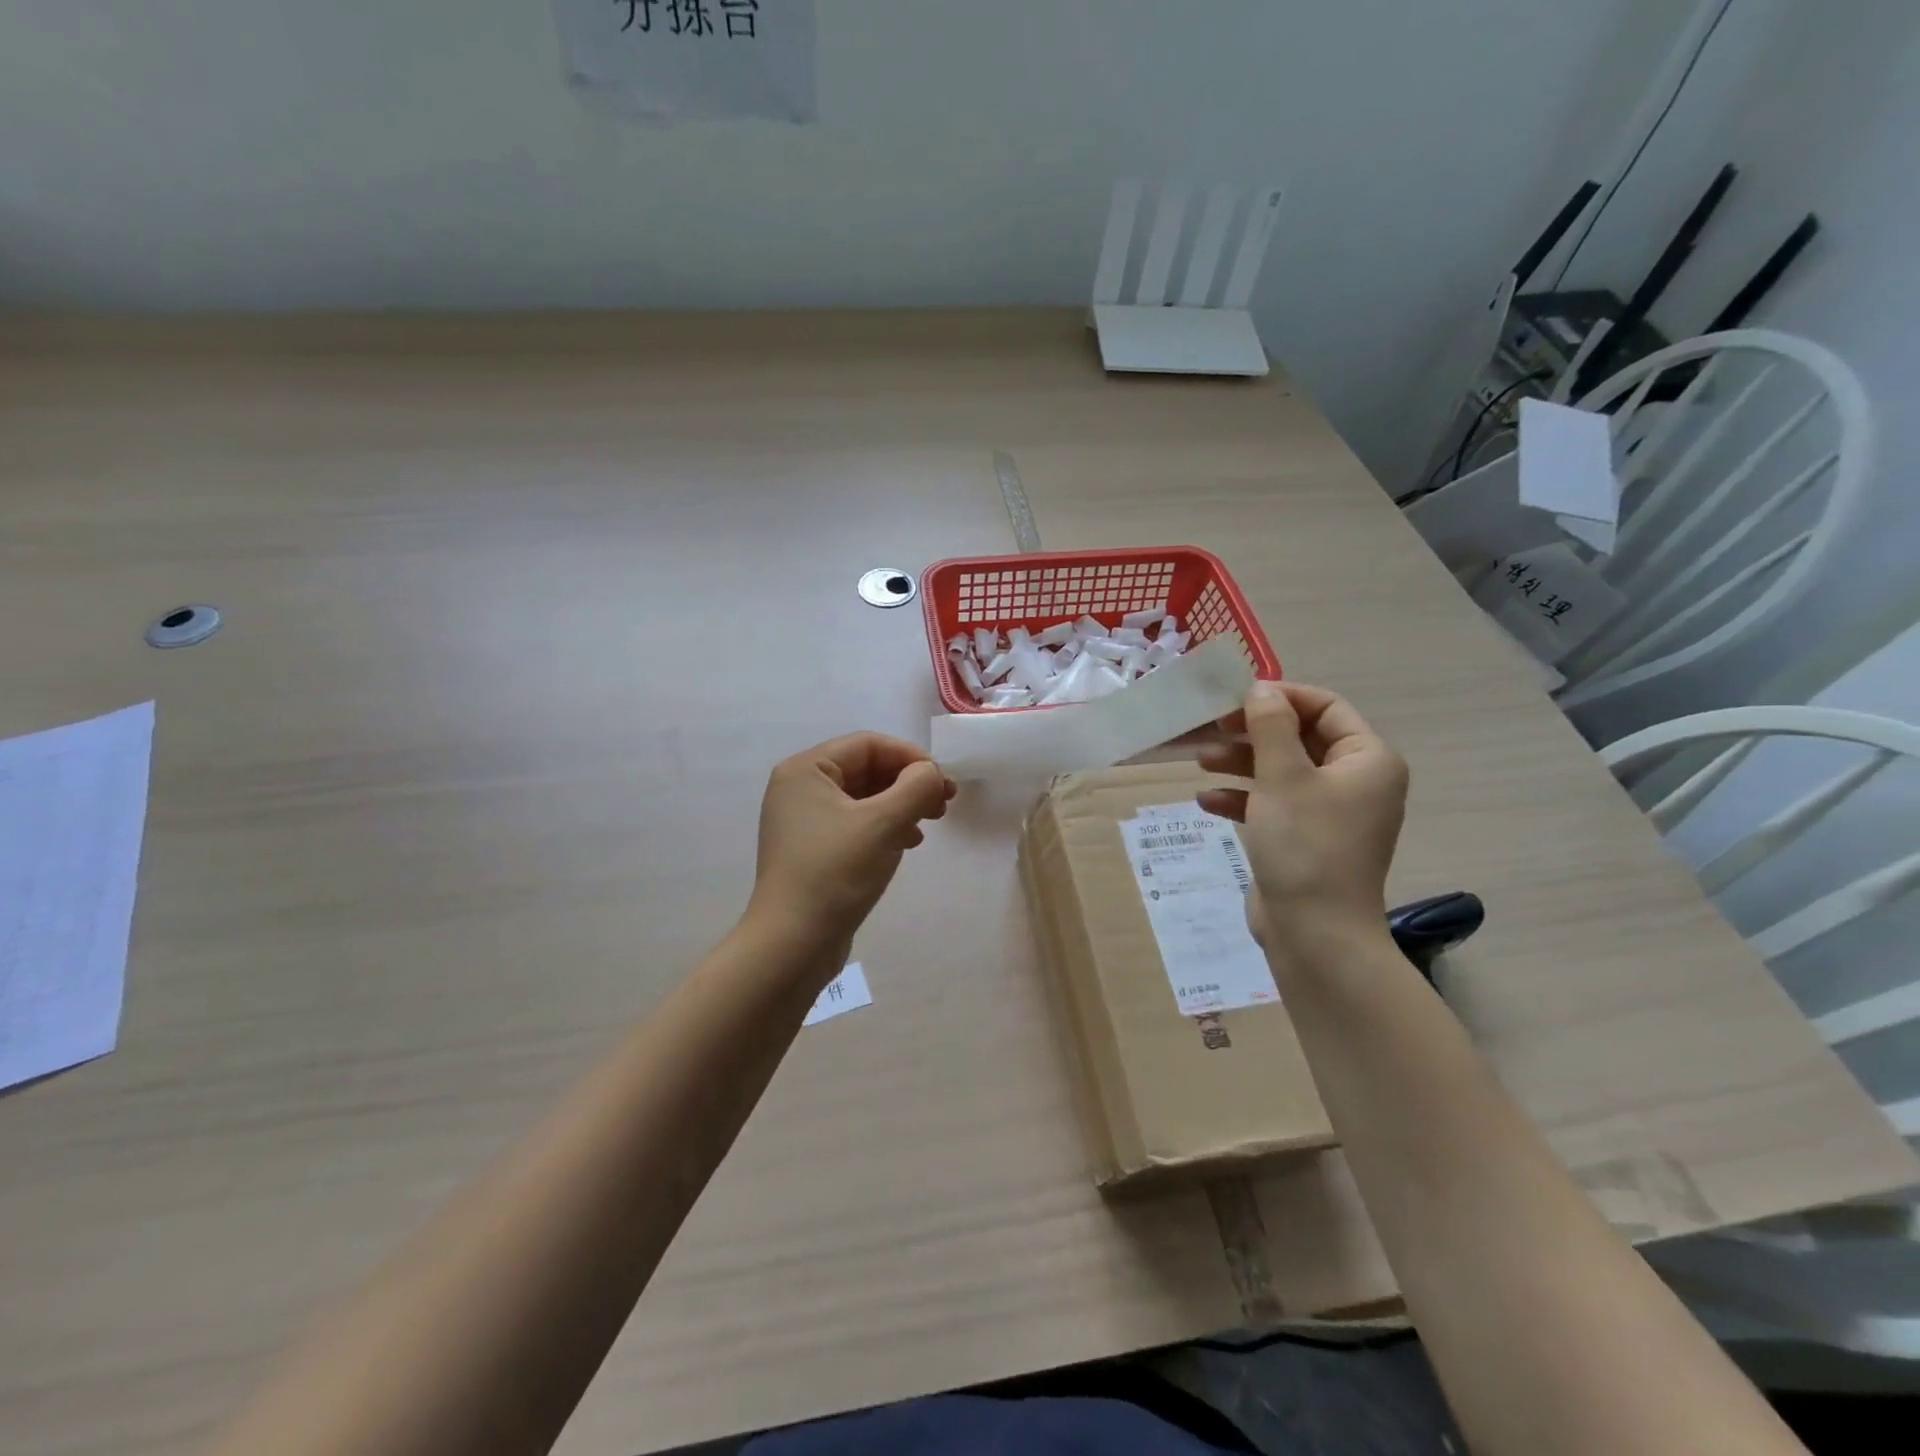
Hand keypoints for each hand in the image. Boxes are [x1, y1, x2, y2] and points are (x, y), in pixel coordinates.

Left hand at [748, 732, 956, 954]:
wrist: (792, 944)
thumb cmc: (835, 872)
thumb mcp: (883, 823)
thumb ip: (915, 788)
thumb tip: (930, 773)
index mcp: (805, 770)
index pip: (867, 744)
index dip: (910, 757)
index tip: (942, 782)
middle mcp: (799, 789)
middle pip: (865, 769)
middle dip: (908, 782)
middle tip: (944, 803)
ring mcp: (803, 821)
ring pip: (863, 798)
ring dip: (900, 805)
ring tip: (930, 824)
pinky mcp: (812, 850)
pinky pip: (855, 824)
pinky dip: (884, 827)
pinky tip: (906, 843)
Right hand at [1197, 681, 1408, 952]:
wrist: (1315, 934)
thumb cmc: (1305, 845)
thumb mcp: (1282, 776)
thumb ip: (1270, 726)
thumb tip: (1261, 689)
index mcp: (1367, 760)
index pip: (1325, 707)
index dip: (1280, 697)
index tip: (1235, 699)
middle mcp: (1355, 782)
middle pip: (1299, 738)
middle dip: (1252, 733)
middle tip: (1211, 729)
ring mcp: (1330, 814)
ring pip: (1282, 771)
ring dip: (1241, 763)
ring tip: (1201, 762)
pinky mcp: (1305, 840)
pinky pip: (1274, 805)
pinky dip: (1244, 799)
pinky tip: (1207, 802)